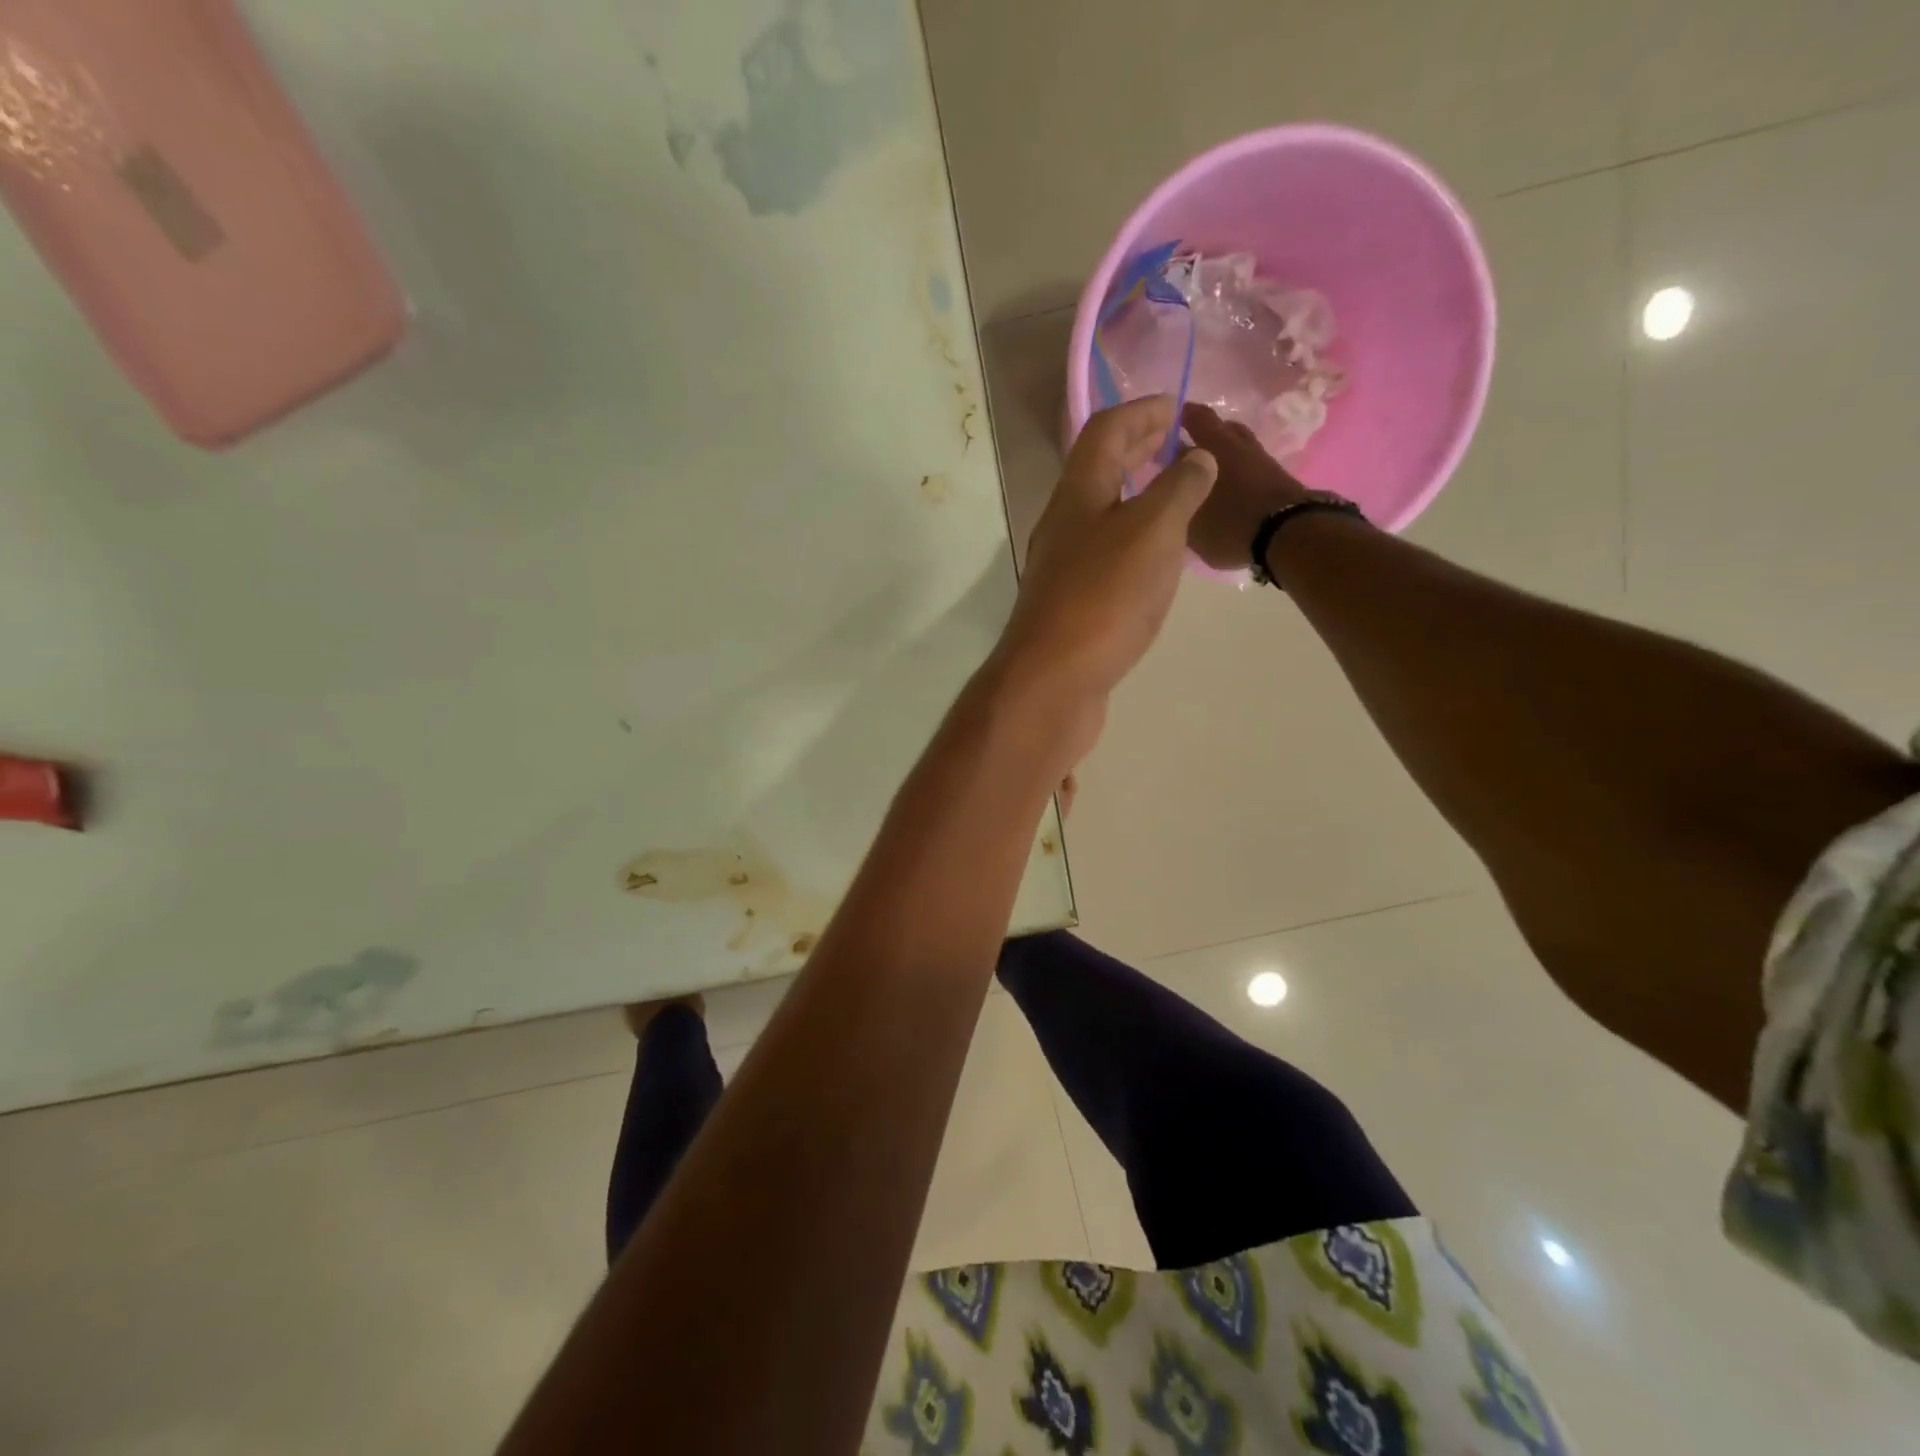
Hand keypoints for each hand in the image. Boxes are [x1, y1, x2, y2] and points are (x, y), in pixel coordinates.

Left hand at [990, 396, 1215, 748]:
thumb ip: (1178, 489)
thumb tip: (1197, 457)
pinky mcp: (1072, 604)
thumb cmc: (1103, 598)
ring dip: (1137, 495)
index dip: (1142, 410)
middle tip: (1178, 441)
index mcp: (1078, 493)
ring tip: (1176, 494)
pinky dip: (1134, 538)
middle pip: (1099, 470)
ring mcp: (1064, 567)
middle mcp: (1064, 524)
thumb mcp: (1152, 532)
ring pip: (1102, 513)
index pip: (1106, 430)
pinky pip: (1106, 552)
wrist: (1053, 681)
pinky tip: (1157, 557)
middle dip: (1138, 448)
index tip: (1179, 406)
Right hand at [1180, 403, 1308, 571]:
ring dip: (1221, 451)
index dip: (1180, 418)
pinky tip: (1228, 486)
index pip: (1194, 419)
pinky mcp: (1277, 475)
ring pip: (1237, 444)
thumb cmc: (1230, 525)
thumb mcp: (1190, 522)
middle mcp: (1237, 444)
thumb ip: (1176, 501)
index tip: (1166, 425)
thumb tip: (1168, 487)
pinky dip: (1236, 468)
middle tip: (1185, 448)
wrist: (1289, 534)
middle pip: (1219, 427)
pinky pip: (1249, 463)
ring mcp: (1261, 458)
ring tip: (1206, 470)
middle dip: (1201, 433)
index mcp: (1213, 446)